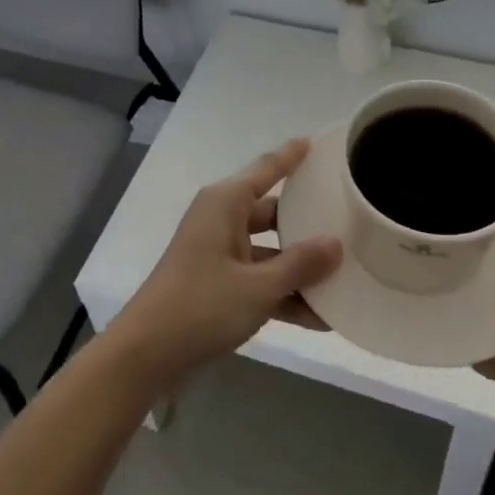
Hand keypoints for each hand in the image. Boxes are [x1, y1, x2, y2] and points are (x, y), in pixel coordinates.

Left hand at [106, 139, 341, 386]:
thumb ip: (300, 265)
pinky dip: (282, 293)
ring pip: (269, 251)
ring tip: (345, 278)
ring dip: (300, 268)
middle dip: (307, 223)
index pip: (266, 169)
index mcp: (226, 203)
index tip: (317, 142)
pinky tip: (320, 318)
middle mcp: (221, 219)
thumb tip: (336, 244)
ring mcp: (218, 253)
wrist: (147, 353)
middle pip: (273, 212)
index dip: (291, 156)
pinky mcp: (217, 283)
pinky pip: (258, 278)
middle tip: (348, 221)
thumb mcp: (258, 286)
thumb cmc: (202, 305)